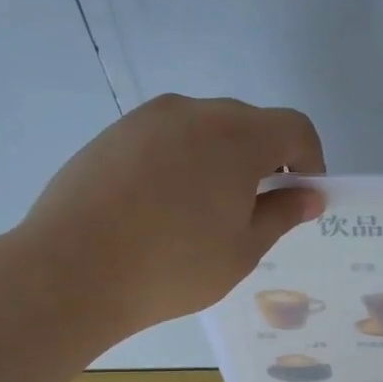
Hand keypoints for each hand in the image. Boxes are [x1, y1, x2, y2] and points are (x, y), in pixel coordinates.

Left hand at [18, 94, 325, 332]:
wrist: (72, 269)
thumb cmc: (174, 266)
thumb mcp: (243, 249)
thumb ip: (282, 214)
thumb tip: (310, 195)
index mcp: (237, 136)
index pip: (295, 129)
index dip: (310, 160)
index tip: (301, 197)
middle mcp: (195, 112)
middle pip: (250, 124)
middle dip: (267, 160)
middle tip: (256, 210)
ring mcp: (148, 118)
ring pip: (206, 129)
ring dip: (223, 160)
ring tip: (206, 212)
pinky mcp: (114, 133)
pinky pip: (168, 137)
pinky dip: (184, 161)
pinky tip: (164, 207)